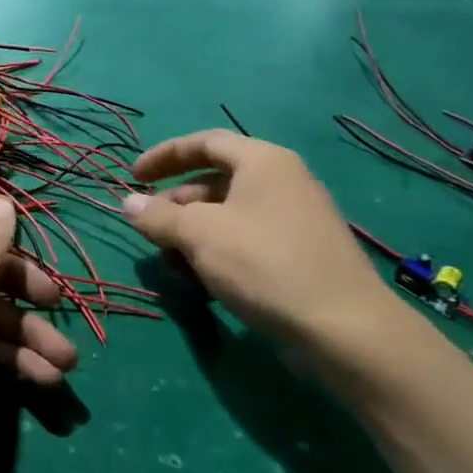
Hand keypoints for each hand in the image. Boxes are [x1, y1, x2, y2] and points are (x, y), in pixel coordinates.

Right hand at [121, 131, 400, 360]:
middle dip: (175, 206)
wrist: (344, 329)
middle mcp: (281, 182)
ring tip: (172, 265)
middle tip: (149, 232)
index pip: (204, 142)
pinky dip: (218, 254)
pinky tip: (203, 283)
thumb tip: (128, 204)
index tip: (133, 178)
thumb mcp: (200, 235)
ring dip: (192, 236)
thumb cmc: (264, 264)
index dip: (164, 156)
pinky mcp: (299, 255)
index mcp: (262, 161)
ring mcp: (293, 220)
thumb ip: (158, 216)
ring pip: (227, 216)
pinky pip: (246, 241)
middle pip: (214, 182)